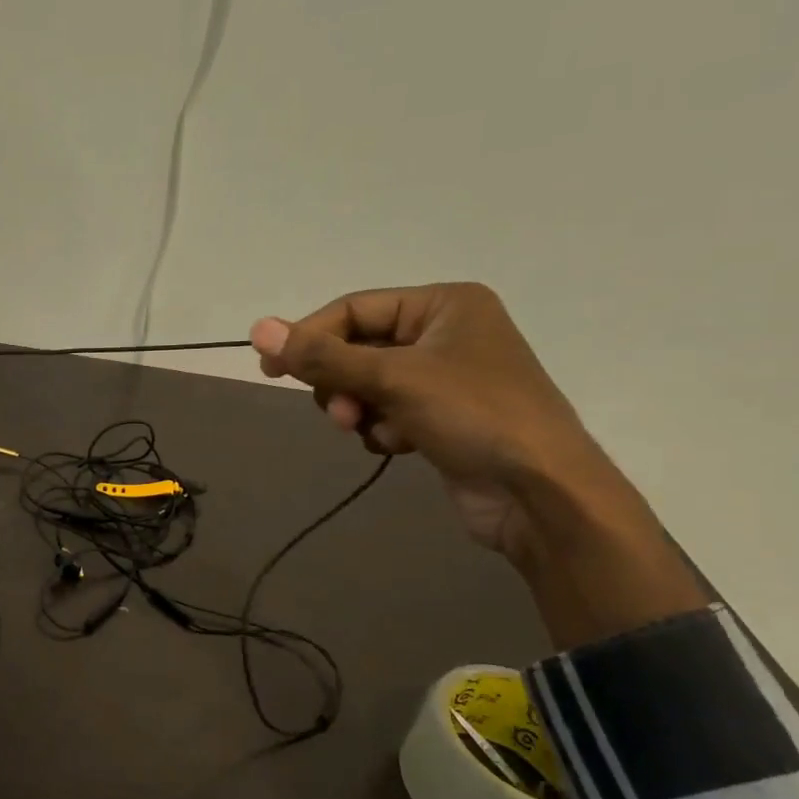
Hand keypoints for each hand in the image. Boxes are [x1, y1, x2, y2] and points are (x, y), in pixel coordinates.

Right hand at [250, 283, 704, 646]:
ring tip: (371, 430)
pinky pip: (387, 411)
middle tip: (340, 412)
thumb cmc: (474, 416)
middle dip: (341, 382)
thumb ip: (323, 356)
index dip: (309, 337)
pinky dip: (382, 428)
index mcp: (443, 305)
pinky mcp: (442, 418)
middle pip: (358, 348)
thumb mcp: (393, 379)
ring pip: (368, 384)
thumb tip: (258, 328)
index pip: (354, 310)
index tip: (270, 369)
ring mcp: (445, 378)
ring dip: (360, 409)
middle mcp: (445, 333)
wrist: (540, 493)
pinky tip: (399, 445)